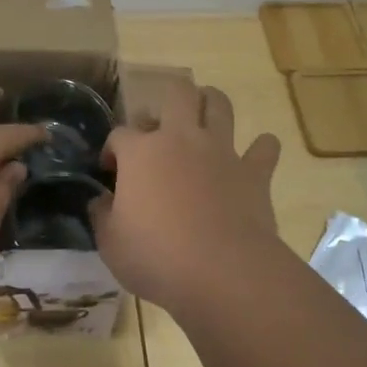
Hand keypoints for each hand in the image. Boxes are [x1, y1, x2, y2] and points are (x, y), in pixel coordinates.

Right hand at [93, 76, 282, 313]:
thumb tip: (101, 201)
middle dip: (169, 100)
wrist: (223, 271)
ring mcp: (221, 152)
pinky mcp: (255, 172)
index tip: (111, 170)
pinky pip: (265, 147)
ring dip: (212, 104)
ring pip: (220, 105)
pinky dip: (262, 148)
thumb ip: (102, 215)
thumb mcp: (111, 243)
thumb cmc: (157, 257)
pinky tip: (257, 156)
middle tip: (163, 125)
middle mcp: (181, 139)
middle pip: (177, 94)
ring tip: (206, 116)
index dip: (113, 148)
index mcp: (141, 153)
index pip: (120, 134)